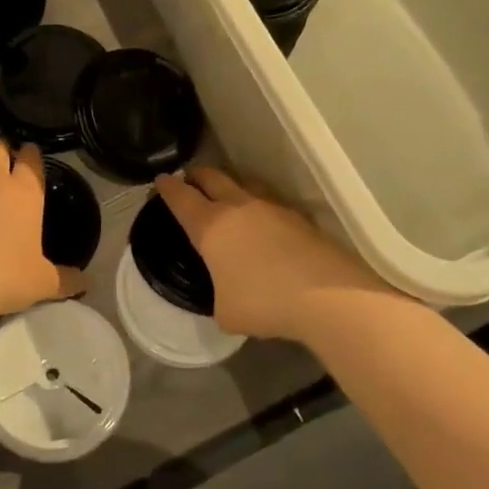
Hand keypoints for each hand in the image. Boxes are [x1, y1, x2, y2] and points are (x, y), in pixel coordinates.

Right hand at [155, 168, 394, 340]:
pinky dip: (260, 208)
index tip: (161, 180)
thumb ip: (219, 294)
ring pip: (244, 184)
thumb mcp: (225, 311)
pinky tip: (265, 223)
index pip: (181, 198)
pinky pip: (271, 204)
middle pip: (212, 178)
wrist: (327, 296)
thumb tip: (228, 293)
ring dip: (231, 186)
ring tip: (228, 195)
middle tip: (190, 180)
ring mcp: (272, 208)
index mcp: (210, 226)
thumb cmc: (264, 302)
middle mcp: (238, 207)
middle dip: (197, 176)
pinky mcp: (300, 218)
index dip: (167, 187)